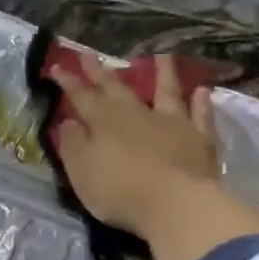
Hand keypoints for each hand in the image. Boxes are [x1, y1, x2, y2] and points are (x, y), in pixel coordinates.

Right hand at [56, 54, 217, 236]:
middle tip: (89, 54)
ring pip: (166, 91)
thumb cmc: (119, 190)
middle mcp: (137, 114)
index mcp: (104, 121)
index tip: (56, 65)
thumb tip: (68, 121)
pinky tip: (202, 91)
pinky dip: (201, 103)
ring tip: (162, 55)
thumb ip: (72, 144)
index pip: (81, 96)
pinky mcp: (199, 139)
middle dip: (101, 72)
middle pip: (116, 88)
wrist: (175, 204)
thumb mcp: (81, 171)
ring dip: (163, 73)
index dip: (68, 81)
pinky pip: (200, 115)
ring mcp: (171, 123)